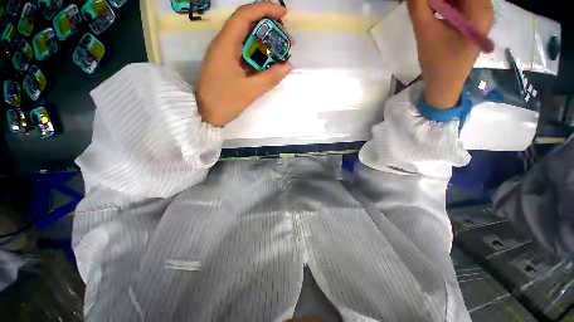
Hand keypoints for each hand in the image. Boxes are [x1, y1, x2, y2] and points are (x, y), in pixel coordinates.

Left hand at [196, 2, 292, 126]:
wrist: (207, 115)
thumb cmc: (225, 102)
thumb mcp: (250, 91)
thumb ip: (270, 78)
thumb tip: (288, 66)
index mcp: (225, 45)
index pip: (244, 15)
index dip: (265, 9)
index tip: (284, 14)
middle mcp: (224, 45)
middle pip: (246, 25)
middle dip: (268, 27)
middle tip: (286, 38)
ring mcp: (225, 55)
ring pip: (246, 40)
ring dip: (264, 42)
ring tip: (281, 50)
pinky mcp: (228, 65)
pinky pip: (245, 54)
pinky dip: (258, 55)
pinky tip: (269, 62)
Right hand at [407, 0, 493, 108]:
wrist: (444, 85)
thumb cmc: (437, 62)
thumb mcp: (425, 33)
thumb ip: (418, 7)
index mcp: (479, 10)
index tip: (424, 0)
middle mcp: (484, 8)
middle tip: (423, 3)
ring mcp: (480, 16)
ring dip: (441, 1)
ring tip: (426, 8)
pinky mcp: (473, 23)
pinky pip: (460, 5)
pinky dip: (445, 5)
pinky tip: (433, 11)